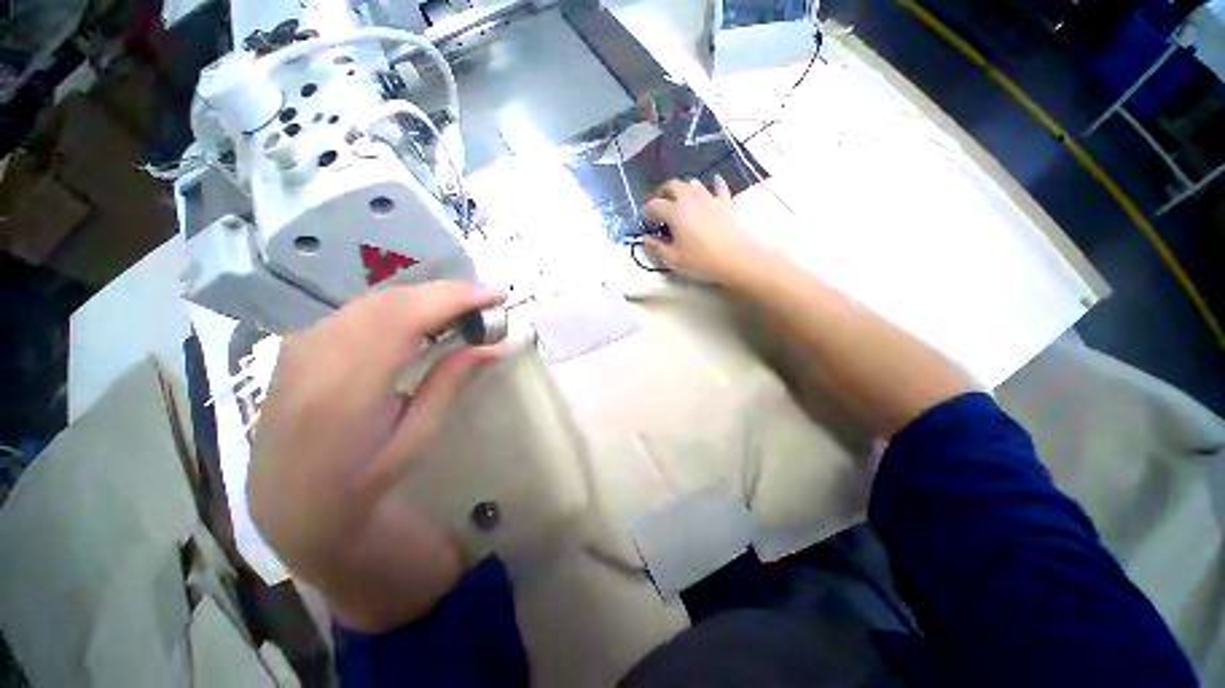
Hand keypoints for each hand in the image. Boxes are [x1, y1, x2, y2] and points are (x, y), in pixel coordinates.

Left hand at [248, 282, 506, 631]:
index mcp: (346, 388)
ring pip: (375, 299)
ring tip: (464, 307)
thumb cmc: (359, 482)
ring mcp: (301, 344)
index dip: (454, 298)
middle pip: (391, 300)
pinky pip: (359, 309)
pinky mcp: (300, 343)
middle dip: (446, 292)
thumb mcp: (415, 438)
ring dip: (425, 296)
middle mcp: (316, 354)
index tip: (496, 296)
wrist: (287, 503)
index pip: (404, 317)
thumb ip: (450, 382)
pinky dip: (400, 304)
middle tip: (487, 300)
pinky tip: (423, 316)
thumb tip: (494, 346)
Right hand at [642, 177, 764, 284]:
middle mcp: (690, 198)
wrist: (738, 259)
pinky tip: (712, 186)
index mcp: (674, 211)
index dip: (647, 214)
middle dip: (662, 194)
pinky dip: (712, 184)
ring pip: (692, 183)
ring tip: (681, 202)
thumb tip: (646, 240)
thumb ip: (656, 249)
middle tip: (660, 207)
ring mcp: (710, 197)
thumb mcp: (673, 260)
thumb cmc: (702, 261)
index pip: (653, 205)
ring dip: (683, 189)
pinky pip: (718, 186)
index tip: (649, 226)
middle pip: (671, 185)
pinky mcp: (726, 201)